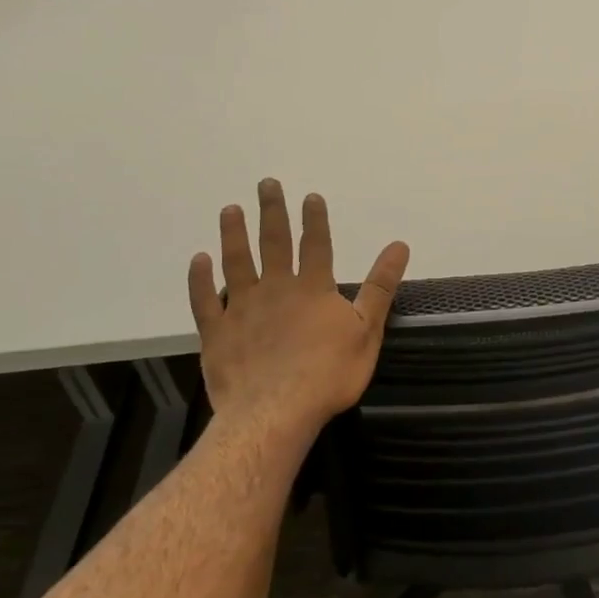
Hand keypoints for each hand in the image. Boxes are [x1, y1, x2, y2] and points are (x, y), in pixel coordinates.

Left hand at [187, 179, 409, 437]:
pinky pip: (205, 301)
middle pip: (273, 243)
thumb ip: (380, 286)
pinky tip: (198, 260)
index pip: (315, 244)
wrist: (275, 413)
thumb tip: (399, 245)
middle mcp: (276, 289)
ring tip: (230, 209)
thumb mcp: (367, 330)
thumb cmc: (328, 374)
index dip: (314, 219)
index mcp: (313, 288)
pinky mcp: (217, 333)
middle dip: (271, 211)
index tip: (309, 196)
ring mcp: (242, 309)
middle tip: (265, 184)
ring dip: (233, 234)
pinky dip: (200, 279)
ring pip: (236, 263)